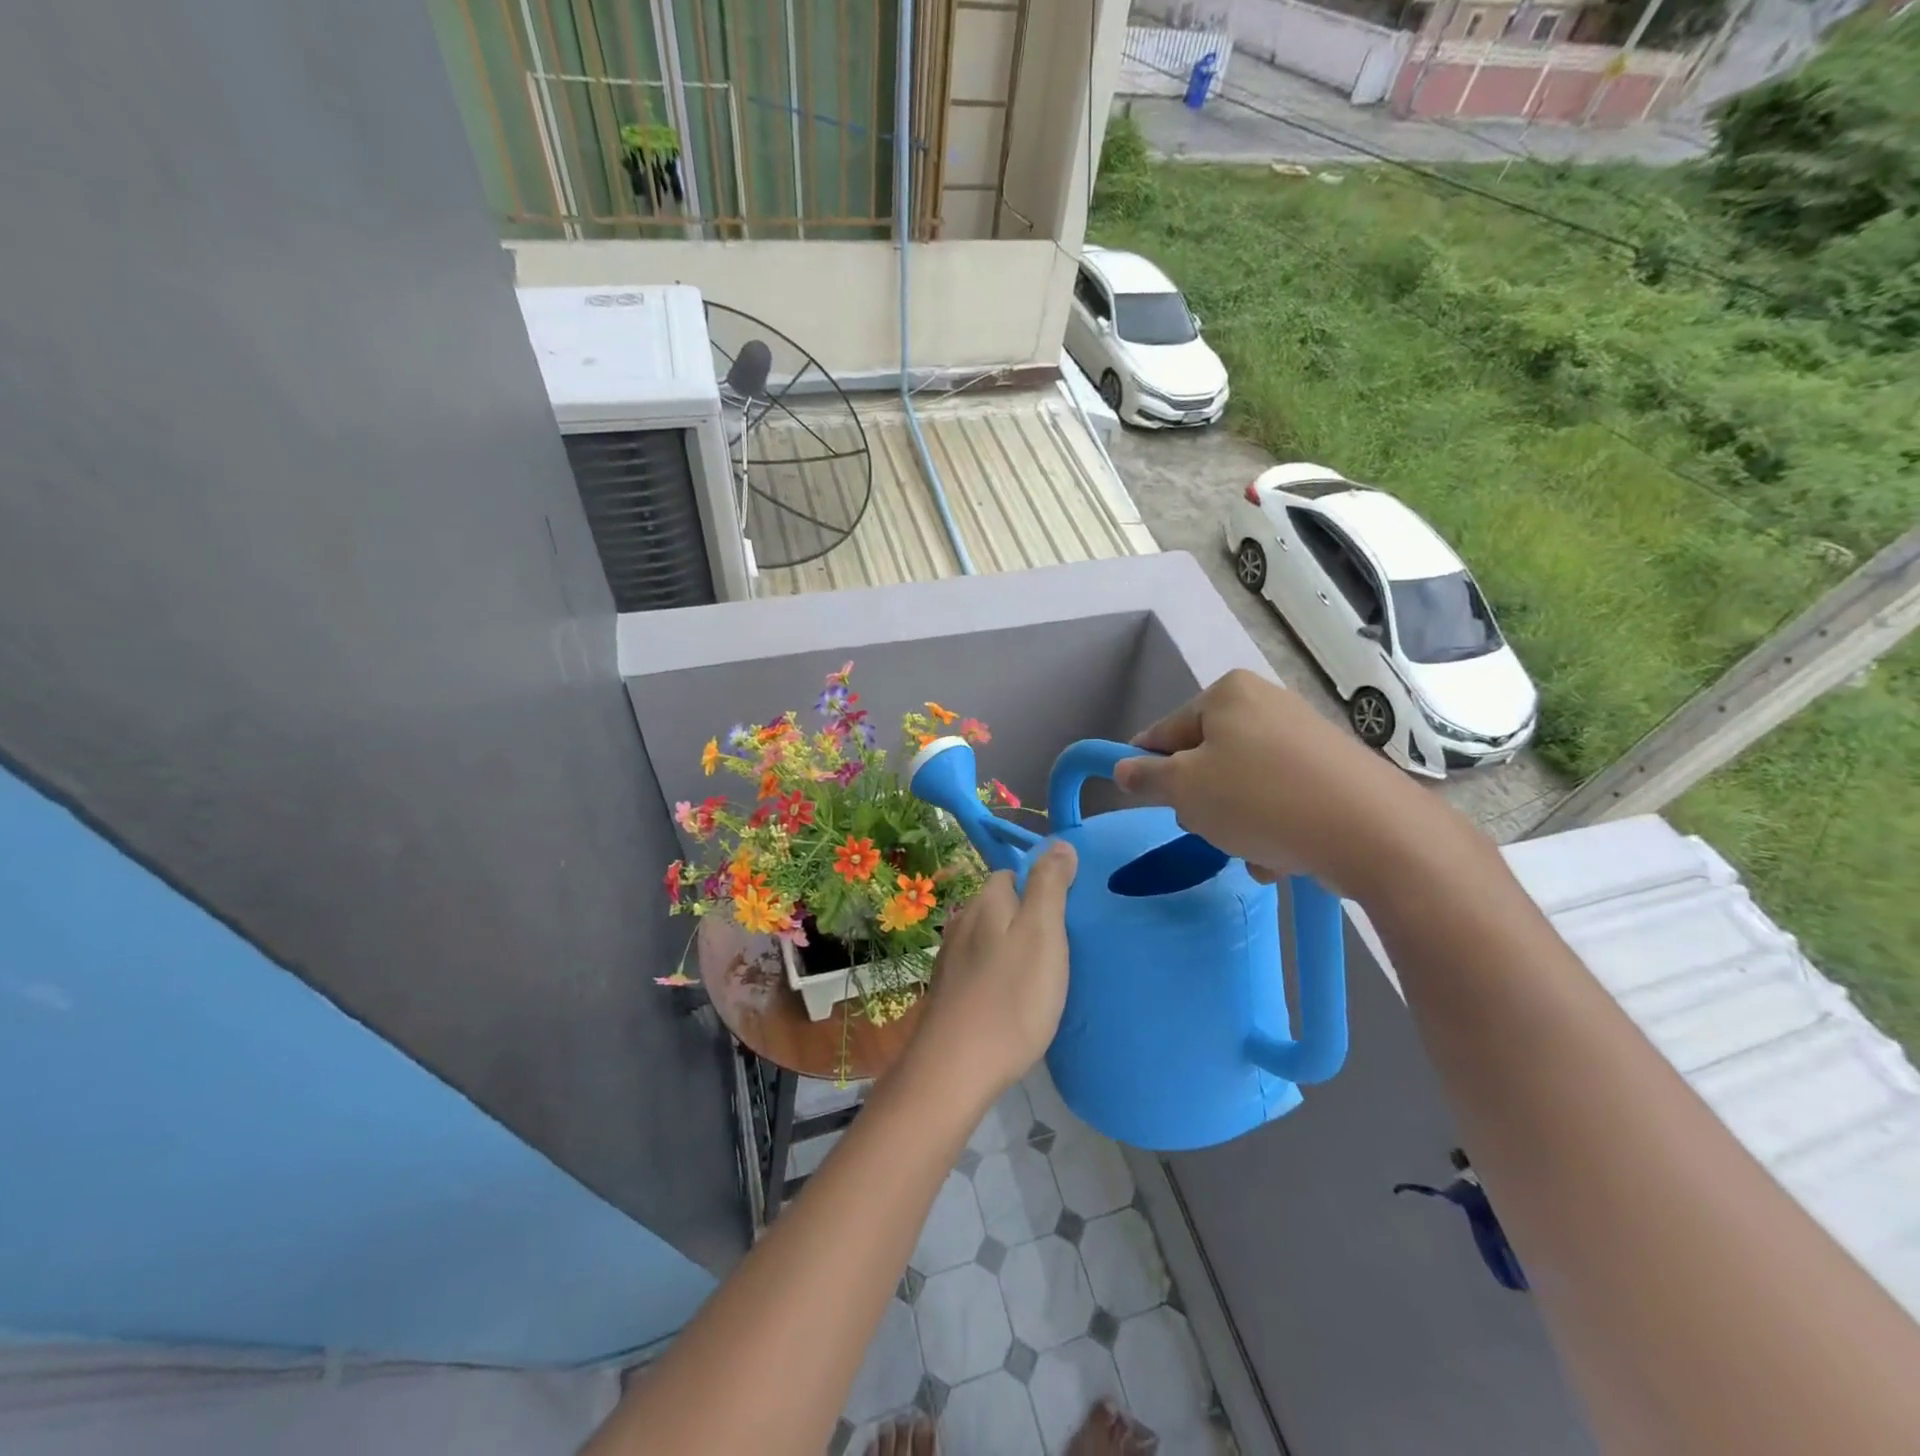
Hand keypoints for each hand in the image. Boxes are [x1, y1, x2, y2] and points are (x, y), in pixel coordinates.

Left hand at [908, 842, 1077, 1101]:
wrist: (955, 1068)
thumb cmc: (1011, 997)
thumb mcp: (1042, 933)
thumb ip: (1049, 886)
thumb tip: (1058, 843)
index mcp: (986, 902)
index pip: (1011, 874)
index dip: (1039, 886)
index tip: (1066, 914)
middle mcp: (962, 921)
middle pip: (998, 905)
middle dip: (1026, 916)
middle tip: (1060, 947)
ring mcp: (950, 958)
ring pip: (988, 938)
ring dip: (1011, 947)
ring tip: (1041, 975)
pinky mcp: (949, 992)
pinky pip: (980, 968)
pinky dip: (998, 974)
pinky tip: (1013, 998)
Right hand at [1111, 669, 1465, 899]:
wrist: (1372, 831)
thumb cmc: (1260, 799)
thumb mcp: (1185, 790)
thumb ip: (1147, 778)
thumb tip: (1123, 769)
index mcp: (1227, 694)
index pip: (1164, 731)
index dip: (1147, 768)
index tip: (1143, 800)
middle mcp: (1266, 704)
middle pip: (1205, 759)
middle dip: (1202, 801)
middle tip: (1210, 827)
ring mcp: (1303, 736)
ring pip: (1241, 785)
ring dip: (1235, 822)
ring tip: (1253, 849)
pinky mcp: (1332, 770)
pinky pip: (1279, 797)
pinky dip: (1272, 825)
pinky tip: (1282, 854)